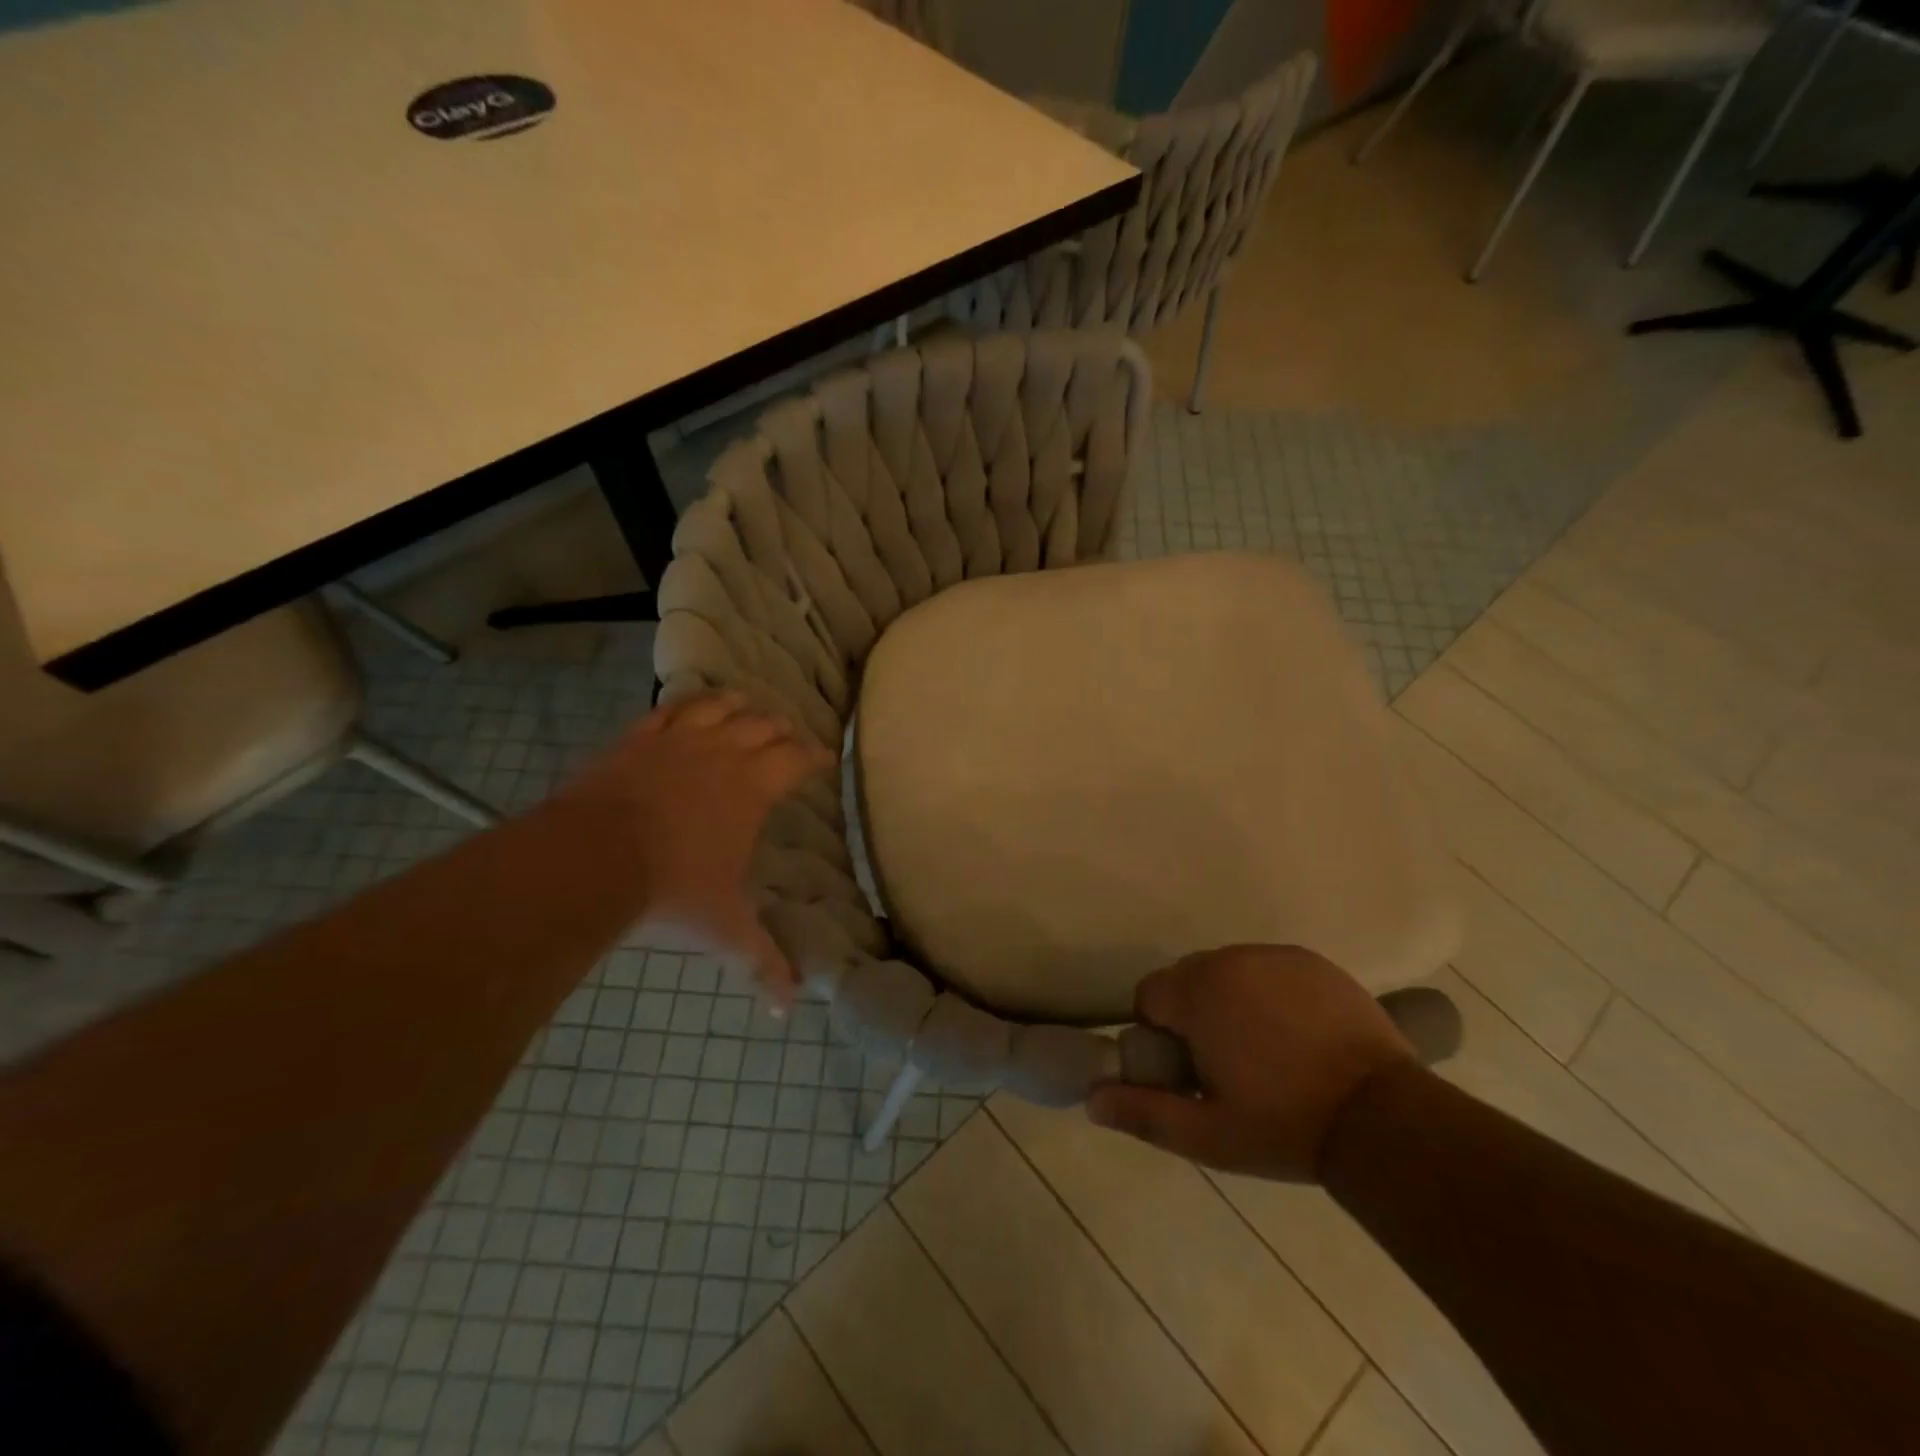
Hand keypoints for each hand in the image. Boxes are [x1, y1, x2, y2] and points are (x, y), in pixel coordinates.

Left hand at [560, 692, 830, 1009]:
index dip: (815, 755)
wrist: (589, 858)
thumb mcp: (723, 927)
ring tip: (745, 706)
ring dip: (738, 706)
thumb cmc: (670, 888)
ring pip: (718, 707)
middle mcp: (722, 754)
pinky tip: (687, 707)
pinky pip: (669, 709)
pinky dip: (685, 705)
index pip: (796, 759)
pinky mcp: (637, 739)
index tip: (824, 758)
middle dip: (781, 729)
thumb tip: (790, 1010)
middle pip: (763, 726)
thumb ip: (761, 961)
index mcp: (752, 788)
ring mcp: (677, 741)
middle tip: (787, 736)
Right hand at [1087, 945, 1416, 1181]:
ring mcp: (1275, 956)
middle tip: (1227, 1064)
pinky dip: (1269, 993)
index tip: (1190, 1070)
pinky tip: (1297, 1034)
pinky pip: (1268, 969)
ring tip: (1265, 1051)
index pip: (1151, 996)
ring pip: (1228, 971)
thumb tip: (1091, 1099)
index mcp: (1199, 993)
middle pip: (1188, 979)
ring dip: (1231, 1001)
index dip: (1161, 1034)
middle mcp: (1231, 960)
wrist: (1382, 1117)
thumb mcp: (1208, 1135)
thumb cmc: (1285, 1125)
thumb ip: (1144, 1113)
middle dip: (1195, 1014)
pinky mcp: (1312, 961)